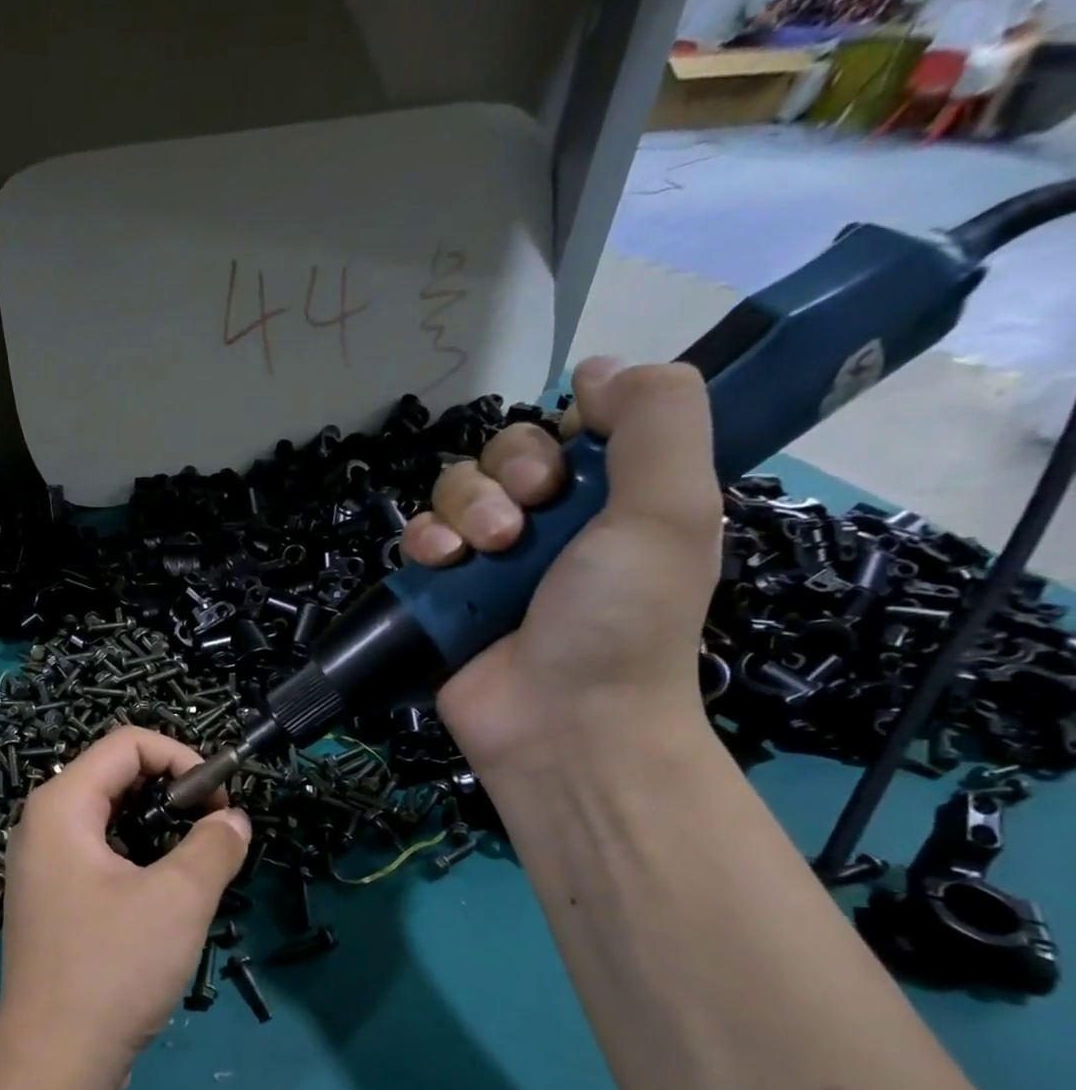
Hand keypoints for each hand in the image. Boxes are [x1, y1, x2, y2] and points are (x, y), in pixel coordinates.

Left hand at [0, 727, 250, 1089]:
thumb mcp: (179, 898)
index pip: (126, 743)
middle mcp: (41, 826)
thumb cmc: (113, 968)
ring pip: (110, 818)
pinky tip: (167, 892)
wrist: (54, 1063)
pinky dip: (139, 857)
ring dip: (160, 827)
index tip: (221, 800)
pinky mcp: (52, 901)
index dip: (182, 757)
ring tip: (197, 861)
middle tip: (214, 830)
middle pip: (115, 776)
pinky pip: (99, 854)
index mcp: (60, 806)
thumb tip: (234, 821)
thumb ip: (214, 845)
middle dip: (173, 791)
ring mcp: (42, 866)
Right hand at [401, 357, 721, 778]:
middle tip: (524, 521)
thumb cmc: (624, 618)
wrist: (561, 723)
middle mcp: (549, 524)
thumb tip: (597, 366)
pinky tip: (440, 564)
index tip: (568, 465)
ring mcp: (488, 562)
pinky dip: (424, 542)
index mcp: (612, 499)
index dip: (559, 431)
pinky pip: (417, 538)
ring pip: (453, 490)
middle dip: (506, 474)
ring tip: (486, 552)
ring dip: (464, 509)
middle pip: (502, 453)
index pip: (568, 428)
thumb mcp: (672, 506)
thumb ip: (656, 417)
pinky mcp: (441, 595)